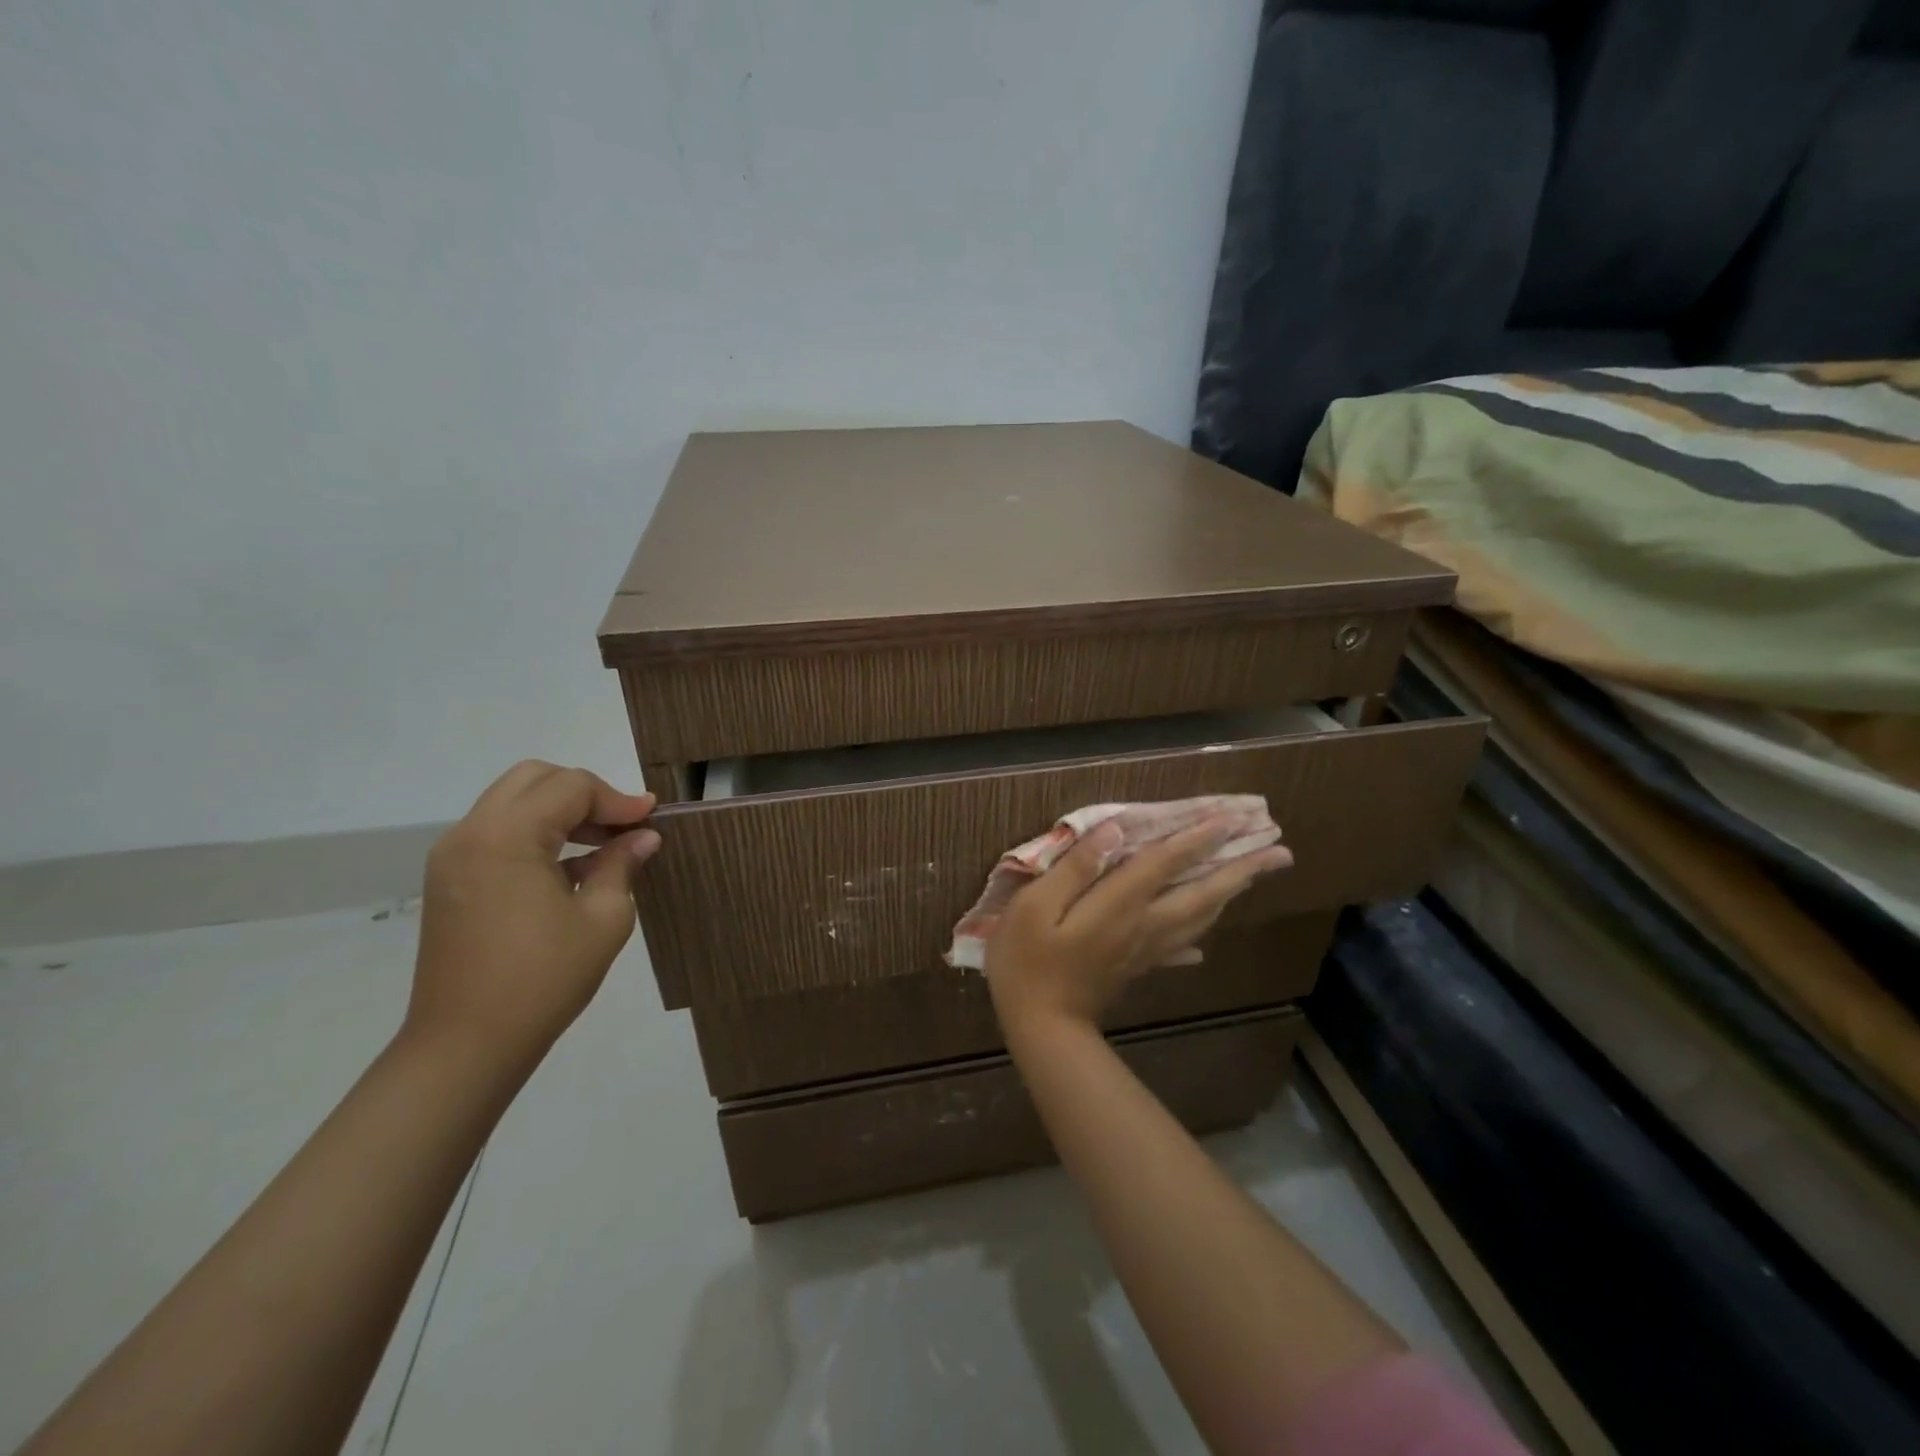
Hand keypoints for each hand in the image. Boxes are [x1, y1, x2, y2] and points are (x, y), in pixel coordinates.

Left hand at [404, 761, 660, 1076]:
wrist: (465, 1045)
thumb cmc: (542, 979)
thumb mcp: (603, 918)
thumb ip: (622, 865)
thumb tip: (644, 837)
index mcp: (506, 837)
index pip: (571, 787)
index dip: (617, 798)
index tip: (651, 818)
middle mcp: (471, 833)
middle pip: (535, 779)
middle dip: (585, 792)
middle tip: (622, 824)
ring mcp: (453, 856)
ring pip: (513, 801)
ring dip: (560, 811)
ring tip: (603, 843)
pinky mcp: (450, 880)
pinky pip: (498, 832)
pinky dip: (537, 833)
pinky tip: (571, 867)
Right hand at [985, 817, 1289, 1036]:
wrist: (1041, 1027)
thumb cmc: (1028, 961)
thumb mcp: (1034, 907)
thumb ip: (1075, 869)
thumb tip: (1114, 832)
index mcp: (1119, 905)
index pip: (1166, 863)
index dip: (1198, 837)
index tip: (1231, 817)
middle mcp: (1144, 924)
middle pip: (1201, 893)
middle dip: (1241, 870)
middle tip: (1280, 852)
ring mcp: (1145, 949)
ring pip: (1198, 918)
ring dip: (1229, 894)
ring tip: (1253, 877)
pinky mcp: (1138, 968)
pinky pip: (1179, 949)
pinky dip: (1196, 939)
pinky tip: (1203, 945)